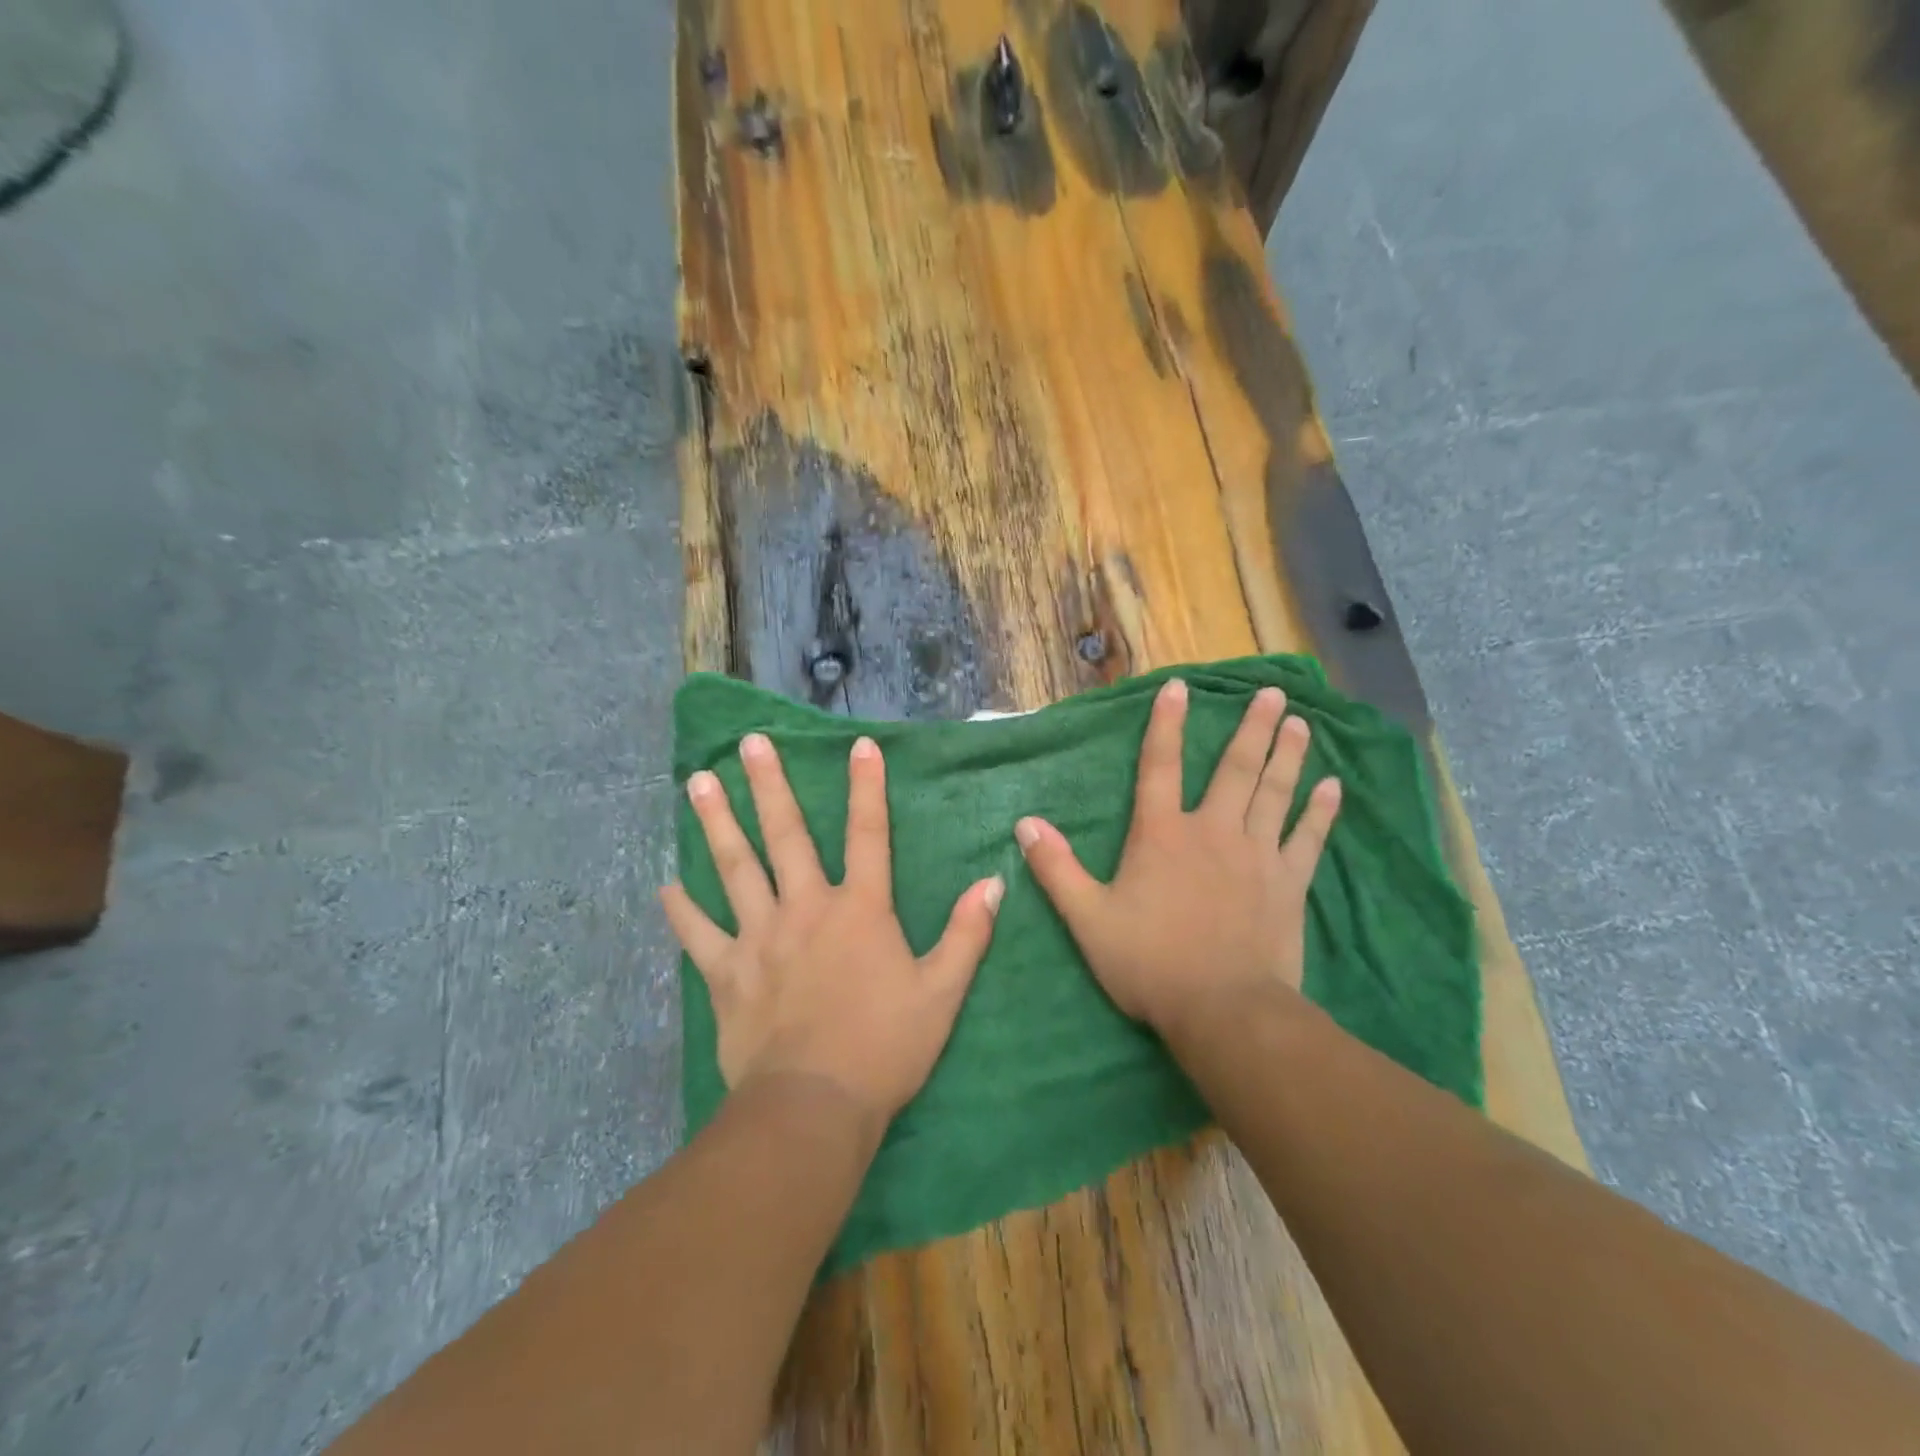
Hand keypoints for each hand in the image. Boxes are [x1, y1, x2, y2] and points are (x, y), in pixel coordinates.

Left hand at [662, 733, 1003, 1132]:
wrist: (815, 1106)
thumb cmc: (885, 1046)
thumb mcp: (942, 992)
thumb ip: (966, 934)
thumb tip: (993, 883)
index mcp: (859, 909)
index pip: (868, 833)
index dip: (866, 787)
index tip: (859, 745)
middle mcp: (806, 909)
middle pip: (785, 836)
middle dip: (769, 785)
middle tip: (749, 743)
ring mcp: (760, 938)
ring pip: (735, 868)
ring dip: (718, 823)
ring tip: (698, 782)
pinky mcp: (727, 973)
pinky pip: (698, 934)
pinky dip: (682, 910)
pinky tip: (666, 885)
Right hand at [1015, 679, 1340, 1039]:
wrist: (1222, 1010)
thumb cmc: (1149, 962)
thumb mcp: (1087, 918)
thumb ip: (1056, 868)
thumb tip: (1025, 823)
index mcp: (1162, 835)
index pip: (1159, 766)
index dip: (1167, 724)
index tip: (1180, 687)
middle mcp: (1212, 831)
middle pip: (1235, 769)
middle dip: (1252, 727)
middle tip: (1274, 692)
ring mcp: (1257, 855)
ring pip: (1275, 793)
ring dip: (1288, 755)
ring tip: (1301, 723)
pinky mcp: (1289, 884)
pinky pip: (1308, 838)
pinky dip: (1321, 812)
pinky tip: (1333, 787)